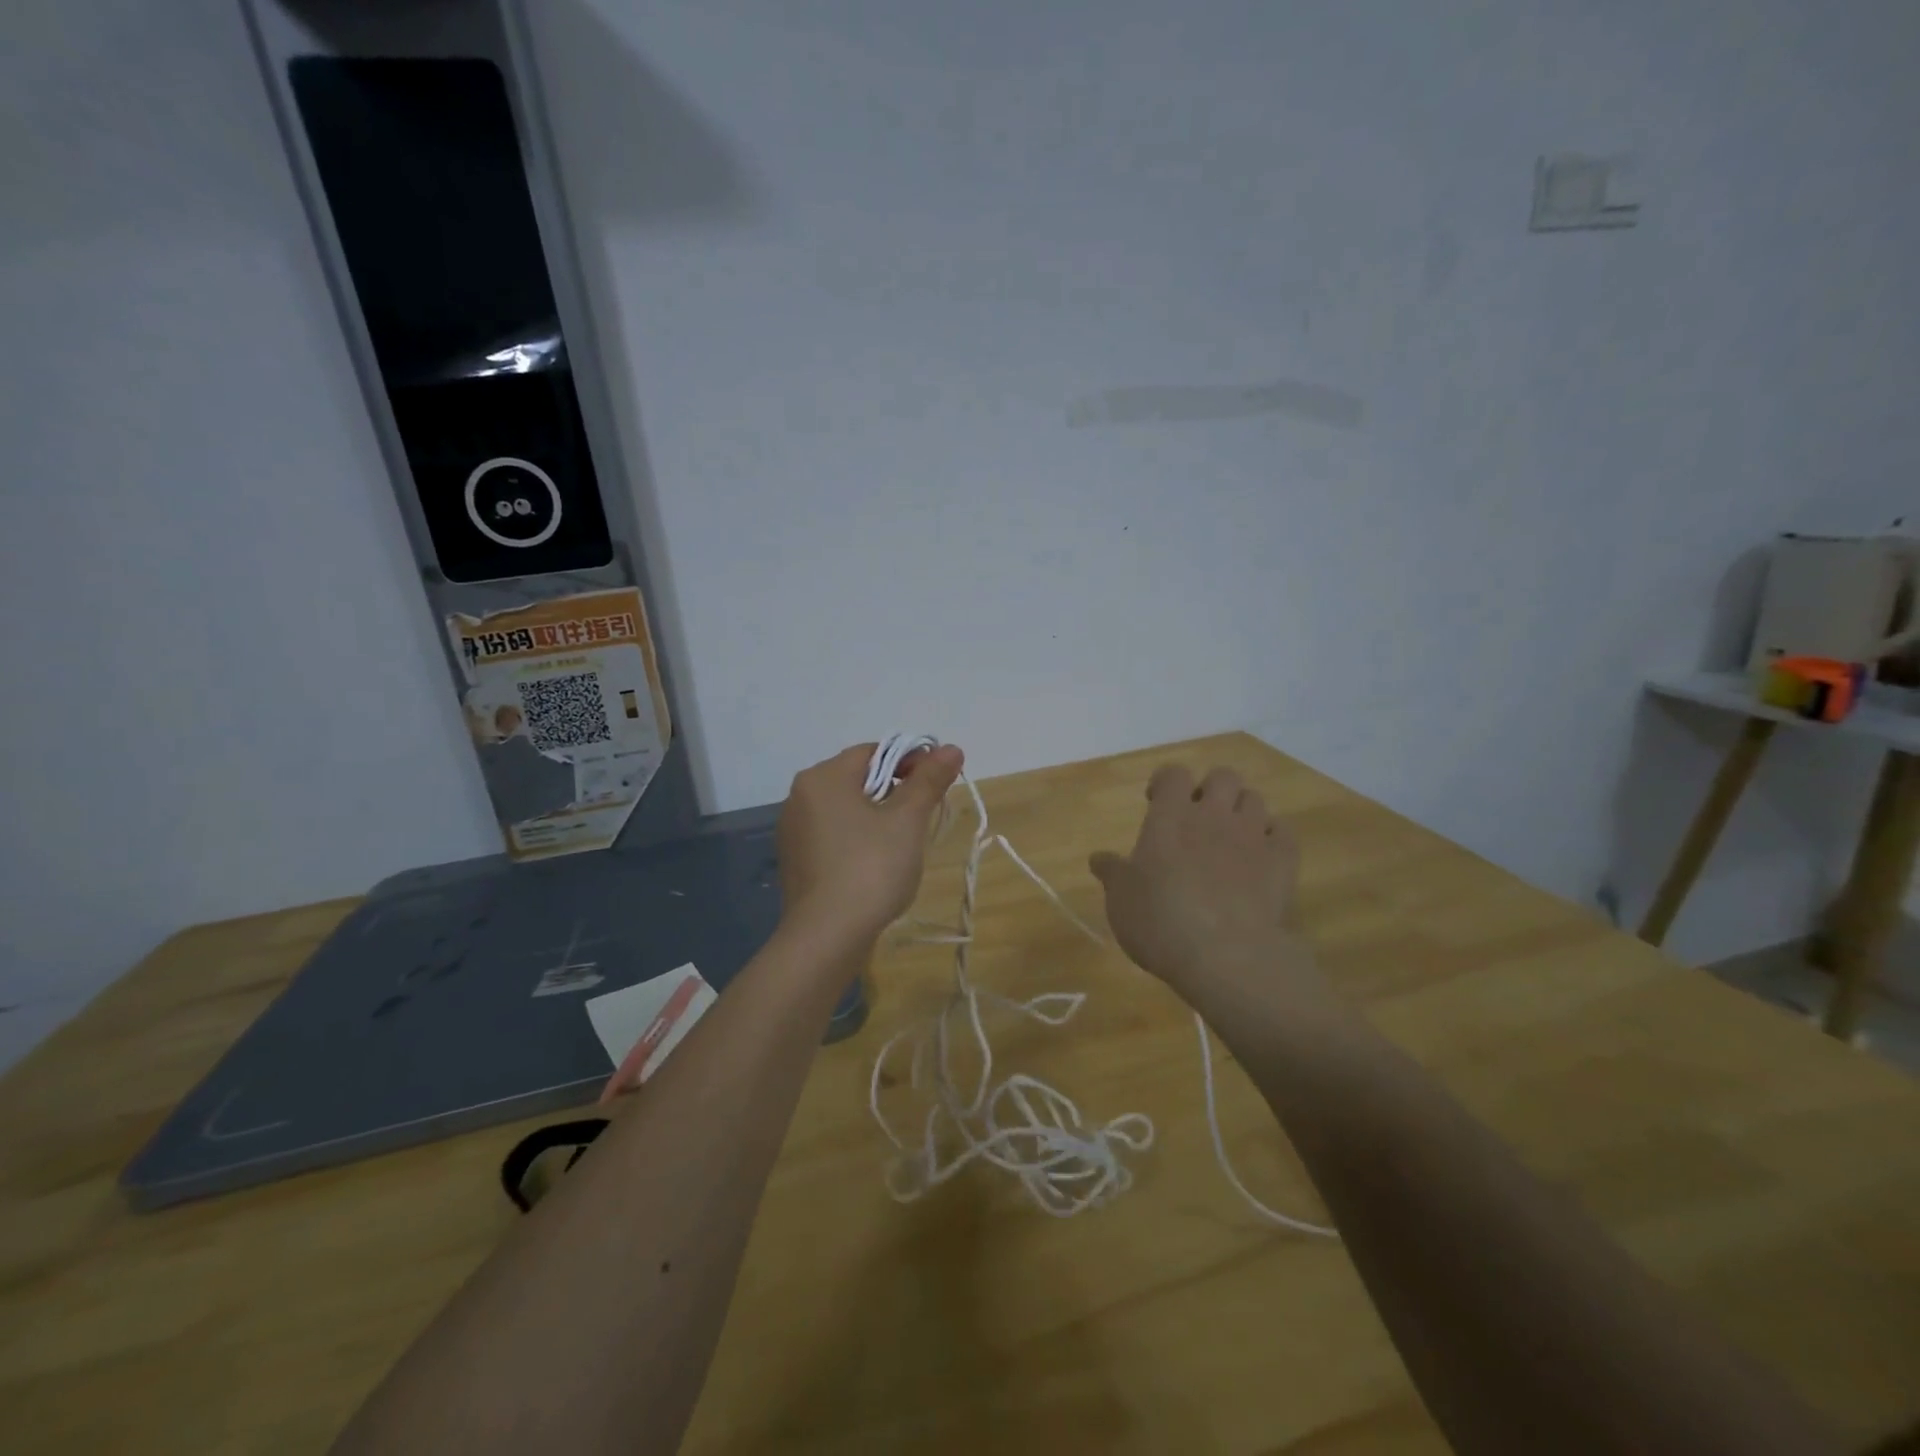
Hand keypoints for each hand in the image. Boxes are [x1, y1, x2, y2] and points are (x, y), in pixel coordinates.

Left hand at [776, 742, 964, 955]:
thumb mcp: (907, 820)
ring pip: (846, 808)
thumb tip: (952, 748)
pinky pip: (833, 834)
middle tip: (925, 814)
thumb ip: (929, 780)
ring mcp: (793, 830)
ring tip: (905, 842)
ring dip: (878, 815)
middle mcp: (800, 796)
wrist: (826, 937)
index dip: (911, 761)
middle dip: (896, 790)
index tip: (938, 783)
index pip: (874, 752)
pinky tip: (877, 863)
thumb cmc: (870, 868)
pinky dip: (858, 838)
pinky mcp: (796, 860)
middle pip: (858, 778)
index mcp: (823, 777)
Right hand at [1090, 764, 1322, 1008]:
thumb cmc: (1160, 921)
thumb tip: (1098, 858)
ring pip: (1255, 798)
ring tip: (1231, 837)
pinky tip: (1261, 857)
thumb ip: (1112, 873)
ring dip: (1242, 811)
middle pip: (1223, 776)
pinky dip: (1272, 837)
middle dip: (1212, 790)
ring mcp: (1252, 835)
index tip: (1157, 801)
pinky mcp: (1282, 861)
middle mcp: (1213, 815)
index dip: (1166, 782)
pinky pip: (1283, 832)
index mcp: (1169, 817)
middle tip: (1199, 817)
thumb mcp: (1121, 900)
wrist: (1226, 955)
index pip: (1173, 774)